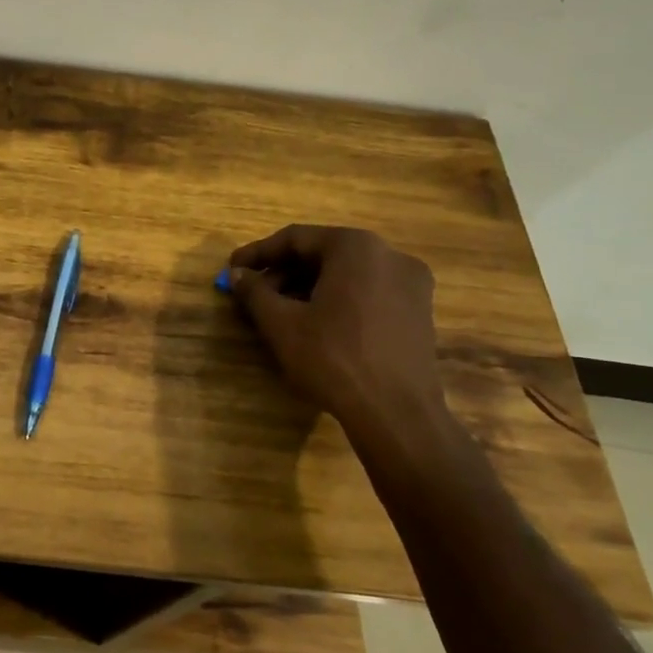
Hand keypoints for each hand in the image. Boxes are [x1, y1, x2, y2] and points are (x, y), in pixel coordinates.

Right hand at [226, 225, 445, 429]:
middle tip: (253, 295)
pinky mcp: (420, 312)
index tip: (232, 269)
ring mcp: (411, 284)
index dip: (258, 253)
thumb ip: (255, 292)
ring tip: (279, 313)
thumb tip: (237, 275)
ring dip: (308, 288)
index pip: (295, 239)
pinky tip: (315, 325)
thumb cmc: (333, 358)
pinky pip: (368, 293)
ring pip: (346, 274)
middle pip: (323, 254)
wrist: (397, 414)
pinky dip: (337, 300)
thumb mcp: (281, 324)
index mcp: (355, 247)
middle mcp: (389, 255)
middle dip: (283, 273)